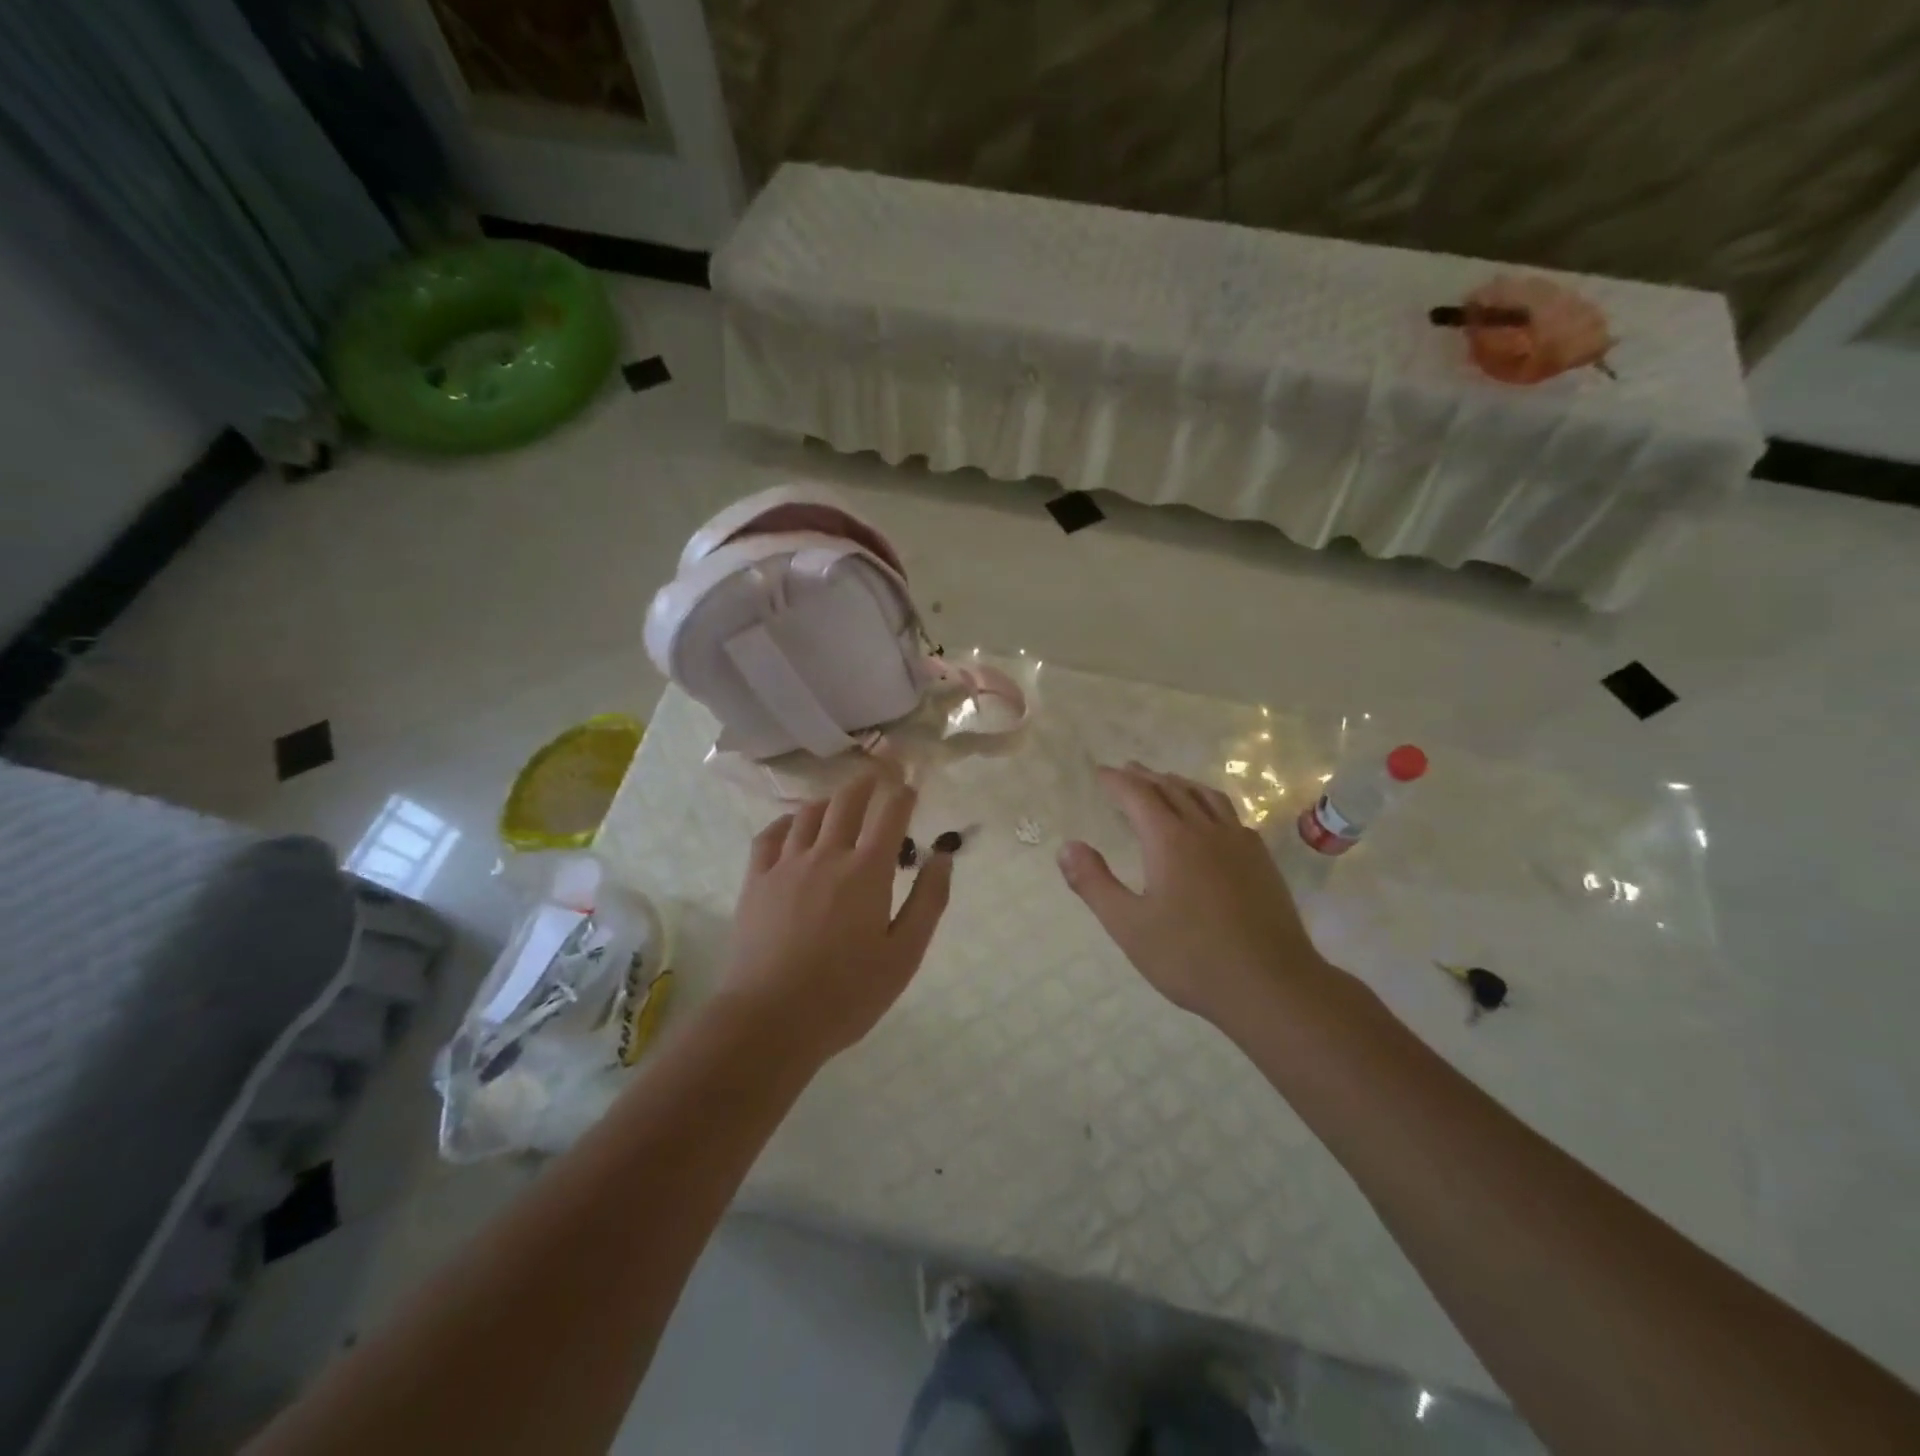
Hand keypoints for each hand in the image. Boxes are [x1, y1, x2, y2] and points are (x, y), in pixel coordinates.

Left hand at [720, 771, 954, 1060]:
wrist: (771, 1020)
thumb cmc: (847, 994)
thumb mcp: (904, 955)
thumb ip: (928, 901)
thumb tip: (943, 857)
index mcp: (867, 871)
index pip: (889, 813)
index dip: (903, 792)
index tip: (911, 786)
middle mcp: (826, 855)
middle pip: (847, 800)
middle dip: (867, 782)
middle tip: (879, 773)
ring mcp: (786, 865)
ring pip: (808, 813)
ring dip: (830, 800)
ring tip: (840, 802)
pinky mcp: (756, 881)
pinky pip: (769, 835)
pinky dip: (785, 822)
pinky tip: (792, 826)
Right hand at [1057, 762, 1329, 1022]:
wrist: (1271, 984)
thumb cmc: (1191, 957)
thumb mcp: (1128, 925)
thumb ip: (1094, 883)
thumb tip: (1067, 847)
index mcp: (1170, 840)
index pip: (1138, 795)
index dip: (1117, 781)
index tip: (1100, 773)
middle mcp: (1206, 830)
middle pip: (1172, 789)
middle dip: (1146, 777)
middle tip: (1127, 770)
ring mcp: (1239, 843)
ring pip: (1206, 797)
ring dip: (1181, 784)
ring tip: (1167, 782)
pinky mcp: (1262, 861)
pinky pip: (1231, 816)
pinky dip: (1210, 804)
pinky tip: (1212, 820)